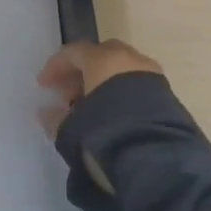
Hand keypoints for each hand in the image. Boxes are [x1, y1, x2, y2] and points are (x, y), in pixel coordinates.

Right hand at [36, 40, 162, 140]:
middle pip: (99, 55)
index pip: (73, 53)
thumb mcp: (72, 129)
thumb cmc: (106, 132)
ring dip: (103, 83)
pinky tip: (114, 116)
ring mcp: (151, 75)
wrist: (157, 157)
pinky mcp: (167, 95)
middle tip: (68, 94)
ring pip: (121, 70)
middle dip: (81, 72)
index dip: (55, 67)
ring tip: (91, 108)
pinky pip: (137, 86)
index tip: (43, 85)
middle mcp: (128, 59)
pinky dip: (122, 94)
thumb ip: (56, 118)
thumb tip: (47, 112)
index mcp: (102, 59)